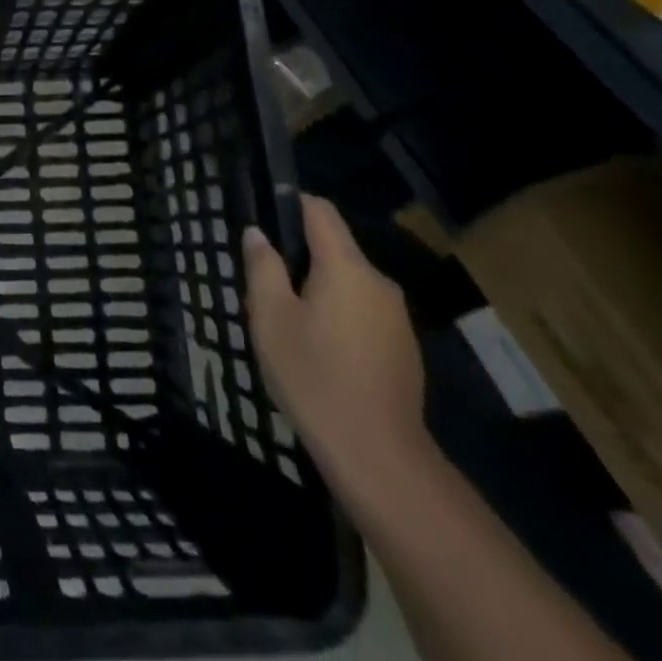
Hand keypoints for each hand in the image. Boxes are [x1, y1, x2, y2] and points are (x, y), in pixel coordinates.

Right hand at [243, 195, 429, 496]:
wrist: (378, 457)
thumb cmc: (314, 376)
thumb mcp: (270, 317)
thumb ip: (263, 267)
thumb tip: (257, 233)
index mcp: (347, 267)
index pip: (320, 210)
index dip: (290, 203)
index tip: (263, 218)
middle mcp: (378, 283)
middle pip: (333, 249)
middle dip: (297, 259)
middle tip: (262, 291)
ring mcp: (396, 318)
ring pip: (347, 283)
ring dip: (316, 291)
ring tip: (286, 326)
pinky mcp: (403, 349)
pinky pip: (362, 312)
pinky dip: (337, 316)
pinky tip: (318, 352)